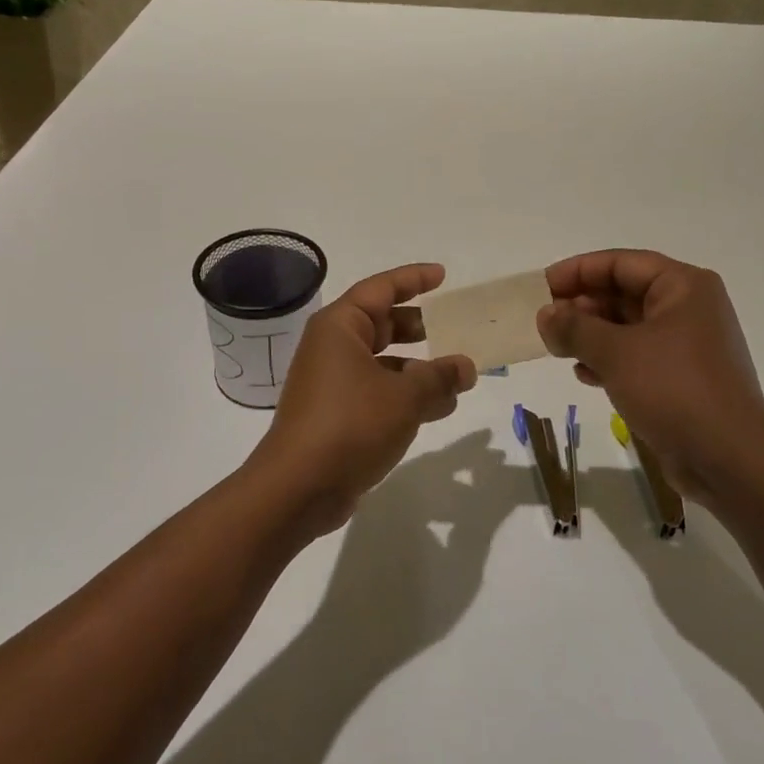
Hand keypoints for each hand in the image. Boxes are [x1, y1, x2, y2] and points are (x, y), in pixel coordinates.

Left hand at [253, 263, 477, 534]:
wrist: (298, 488)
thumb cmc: (351, 424)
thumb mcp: (405, 397)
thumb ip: (440, 377)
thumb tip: (465, 366)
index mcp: (340, 327)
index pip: (380, 288)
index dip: (413, 279)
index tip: (442, 276)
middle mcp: (332, 348)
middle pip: (381, 324)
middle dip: (419, 327)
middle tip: (453, 327)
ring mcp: (331, 382)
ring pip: (382, 362)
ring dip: (418, 368)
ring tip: (457, 378)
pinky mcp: (335, 414)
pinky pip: (376, 391)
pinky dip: (404, 394)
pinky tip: (436, 410)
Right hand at [537, 249, 763, 498]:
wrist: (730, 460)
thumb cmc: (674, 389)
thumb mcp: (615, 352)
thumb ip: (574, 327)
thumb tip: (546, 315)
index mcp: (683, 286)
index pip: (620, 263)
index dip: (577, 270)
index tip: (541, 287)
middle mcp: (688, 308)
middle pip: (624, 292)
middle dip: (582, 305)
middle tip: (545, 321)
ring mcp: (686, 345)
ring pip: (627, 327)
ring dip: (590, 334)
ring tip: (557, 348)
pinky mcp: (681, 378)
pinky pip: (636, 356)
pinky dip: (608, 360)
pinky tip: (583, 374)